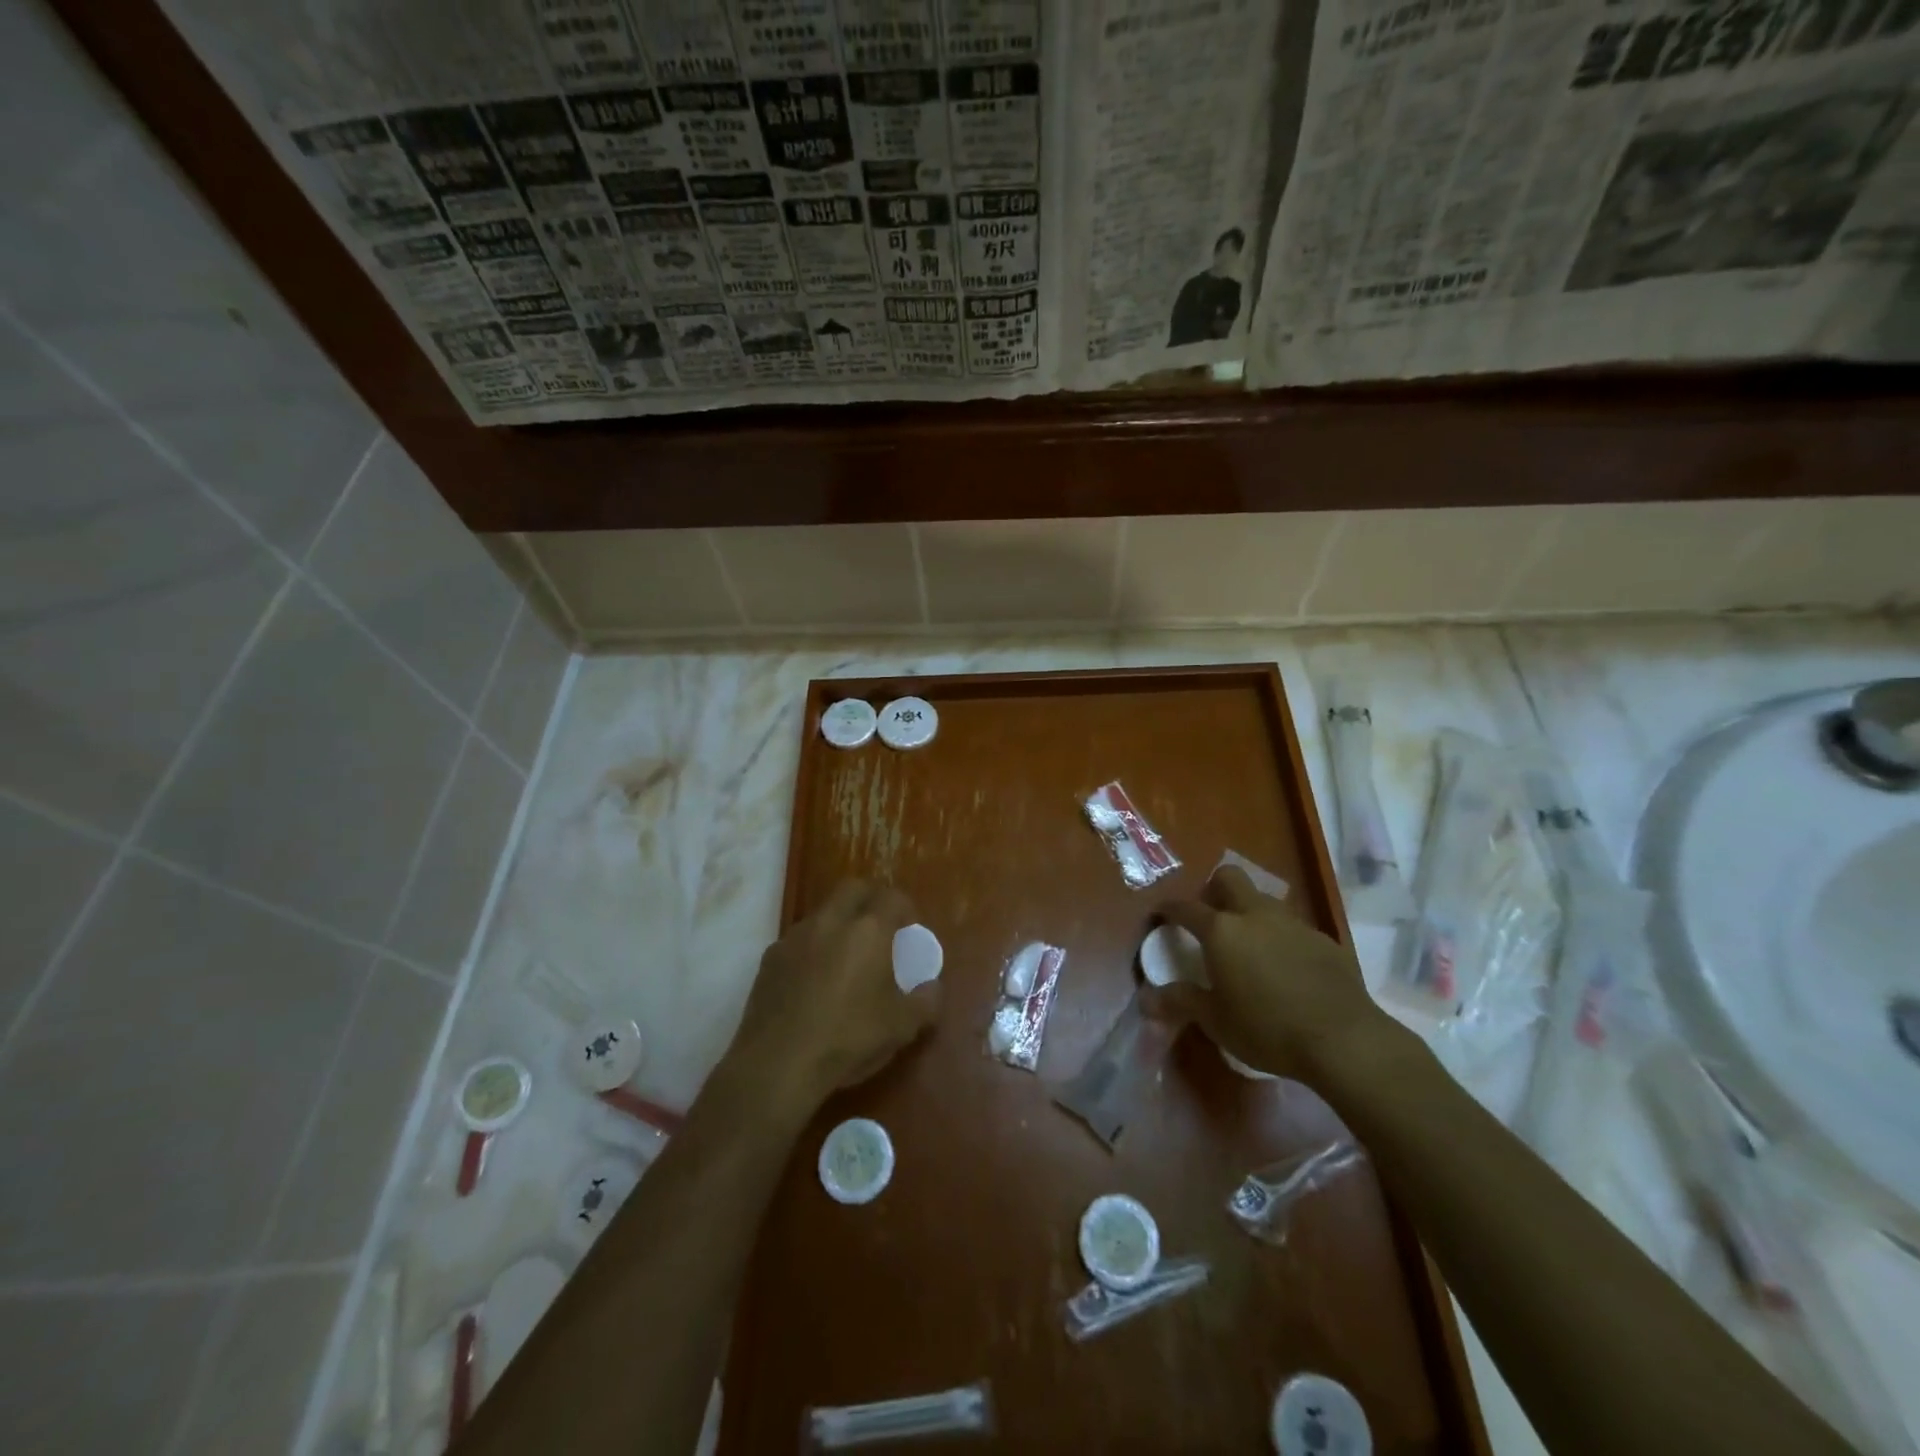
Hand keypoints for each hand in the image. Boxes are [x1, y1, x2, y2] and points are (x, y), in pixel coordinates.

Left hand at [725, 879, 939, 1110]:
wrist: (777, 1064)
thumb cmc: (847, 1038)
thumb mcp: (901, 1028)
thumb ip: (925, 1002)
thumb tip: (933, 987)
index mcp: (868, 930)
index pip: (892, 897)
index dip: (905, 908)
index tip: (910, 930)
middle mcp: (830, 921)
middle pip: (853, 889)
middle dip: (871, 900)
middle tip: (880, 929)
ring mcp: (795, 936)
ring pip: (823, 912)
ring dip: (839, 923)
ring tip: (846, 958)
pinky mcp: (770, 958)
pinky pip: (798, 940)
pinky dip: (812, 948)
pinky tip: (814, 981)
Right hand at [1147, 864, 1389, 1082]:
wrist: (1344, 1040)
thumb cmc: (1266, 1028)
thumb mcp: (1215, 1021)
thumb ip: (1181, 1002)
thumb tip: (1146, 999)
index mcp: (1222, 930)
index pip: (1186, 907)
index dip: (1169, 909)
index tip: (1161, 915)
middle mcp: (1255, 915)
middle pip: (1229, 878)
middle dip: (1214, 888)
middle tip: (1210, 917)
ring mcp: (1293, 924)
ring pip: (1264, 900)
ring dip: (1250, 913)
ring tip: (1249, 946)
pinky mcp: (1323, 940)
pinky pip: (1293, 928)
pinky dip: (1281, 938)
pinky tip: (1286, 969)